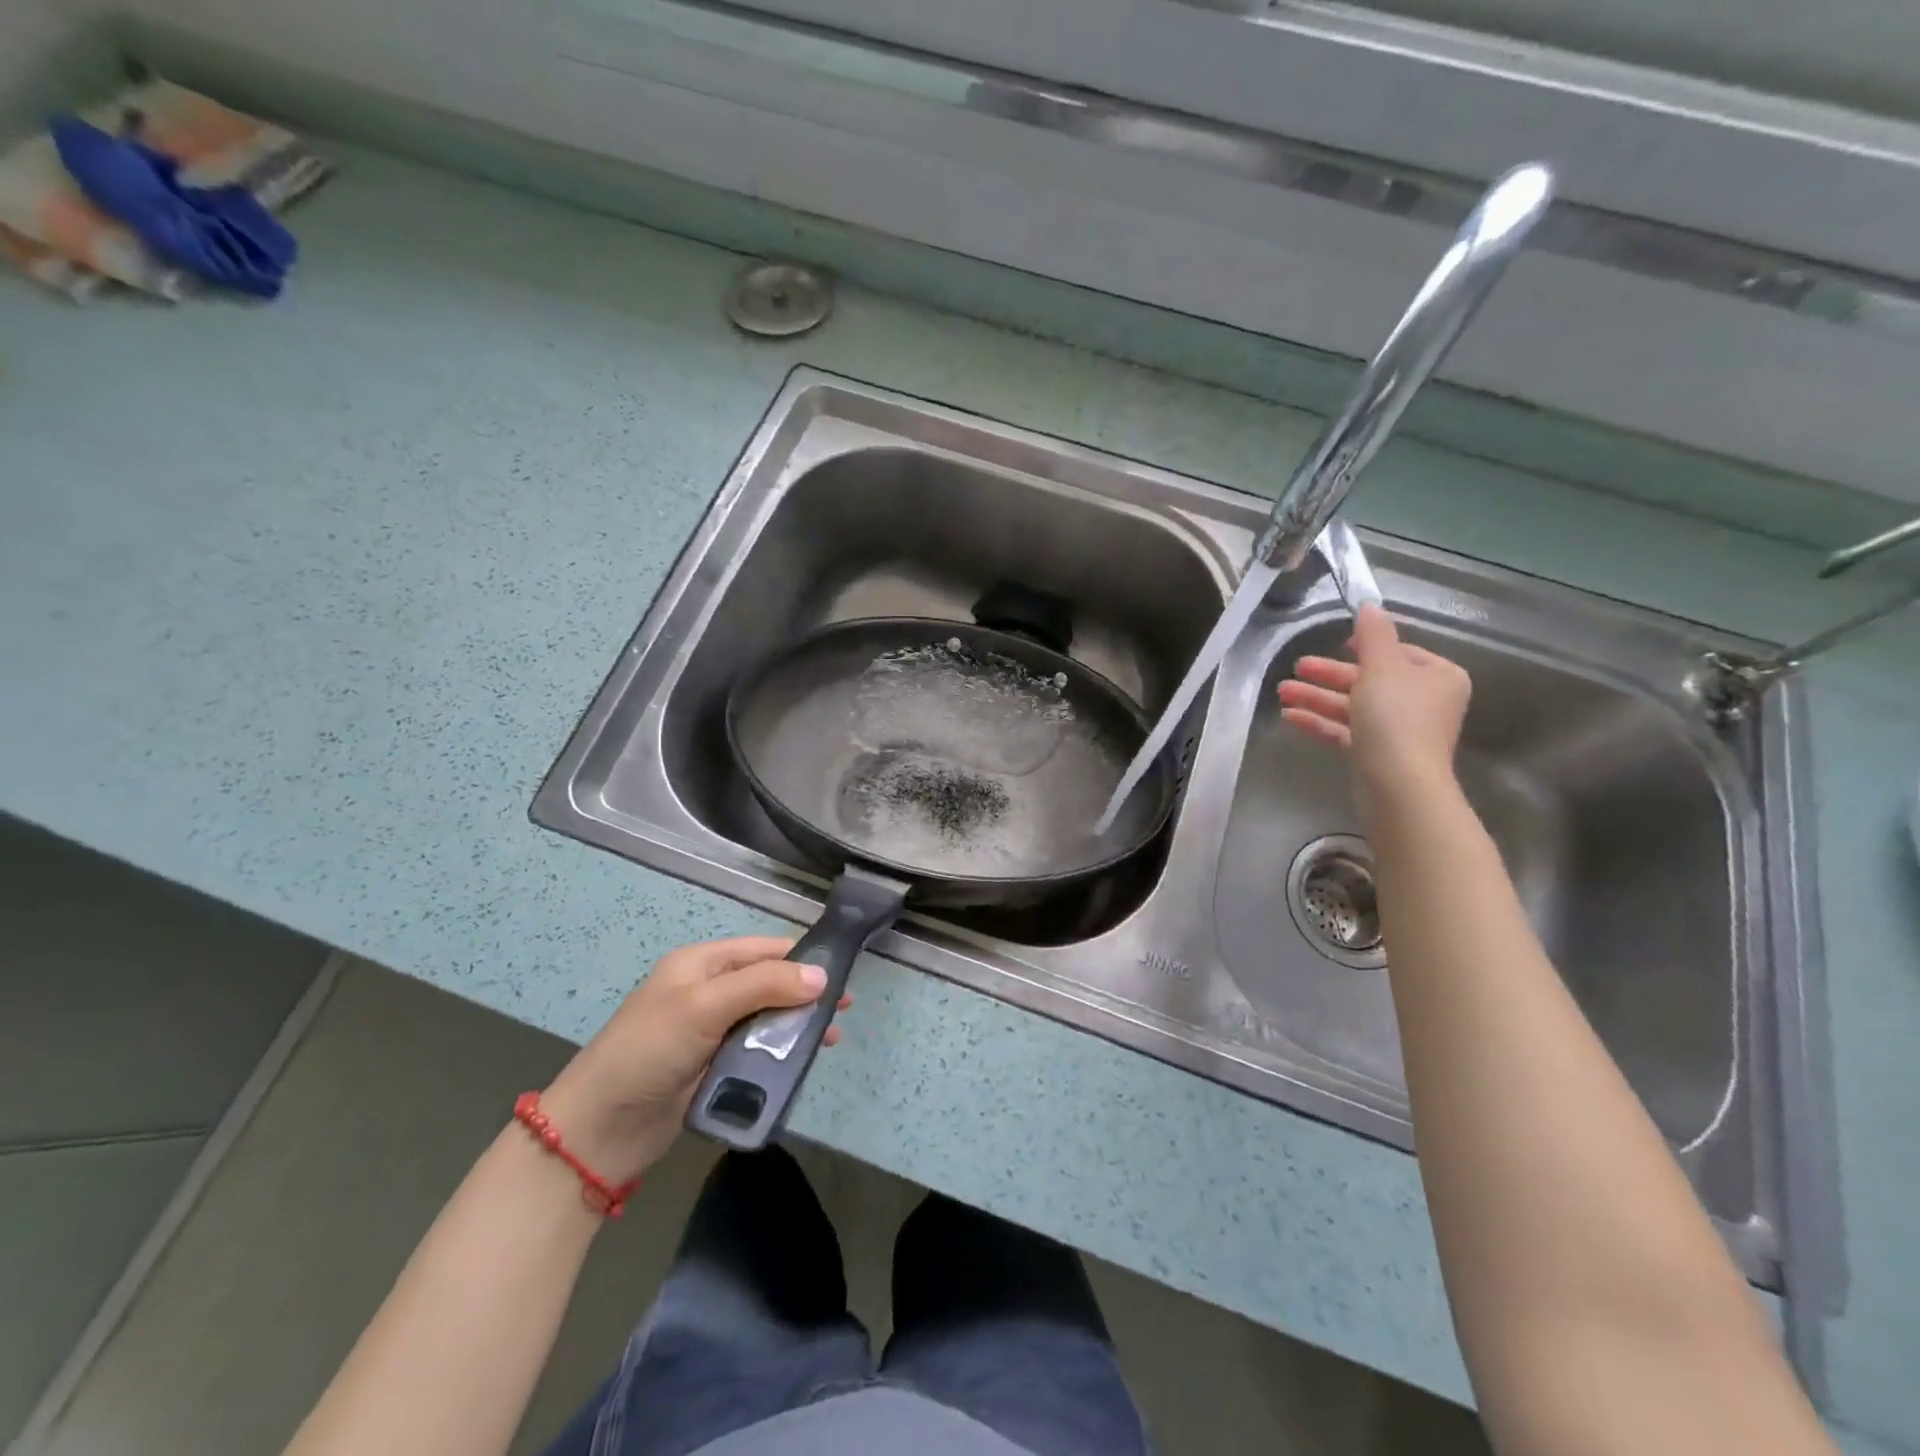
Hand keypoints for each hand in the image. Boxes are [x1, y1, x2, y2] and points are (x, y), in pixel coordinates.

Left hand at [539, 936, 850, 1183]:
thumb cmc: (649, 1051)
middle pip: (769, 983)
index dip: (802, 958)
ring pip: (767, 1018)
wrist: (599, 1130)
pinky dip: (780, 1053)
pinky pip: (756, 1051)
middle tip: (844, 1009)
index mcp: (702, 964)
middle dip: (805, 993)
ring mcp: (710, 1030)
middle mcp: (709, 991)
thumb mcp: (705, 1007)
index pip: (764, 949)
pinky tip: (803, 1062)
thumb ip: (764, 986)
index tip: (841, 973)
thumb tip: (821, 975)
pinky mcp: (712, 1066)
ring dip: (797, 1025)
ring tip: (831, 1038)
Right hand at [1277, 604, 1471, 811]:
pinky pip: (1346, 731)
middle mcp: (1423, 702)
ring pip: (1353, 706)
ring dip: (1317, 697)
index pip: (1400, 653)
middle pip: (1370, 679)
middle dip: (1329, 675)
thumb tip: (1370, 604)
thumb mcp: (1381, 666)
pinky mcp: (1377, 755)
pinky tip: (1290, 716)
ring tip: (1282, 692)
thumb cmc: (1396, 717)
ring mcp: (1400, 731)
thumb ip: (1373, 634)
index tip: (1337, 643)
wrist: (1398, 784)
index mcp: (1437, 676)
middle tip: (1296, 667)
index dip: (1366, 646)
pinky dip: (1320, 722)